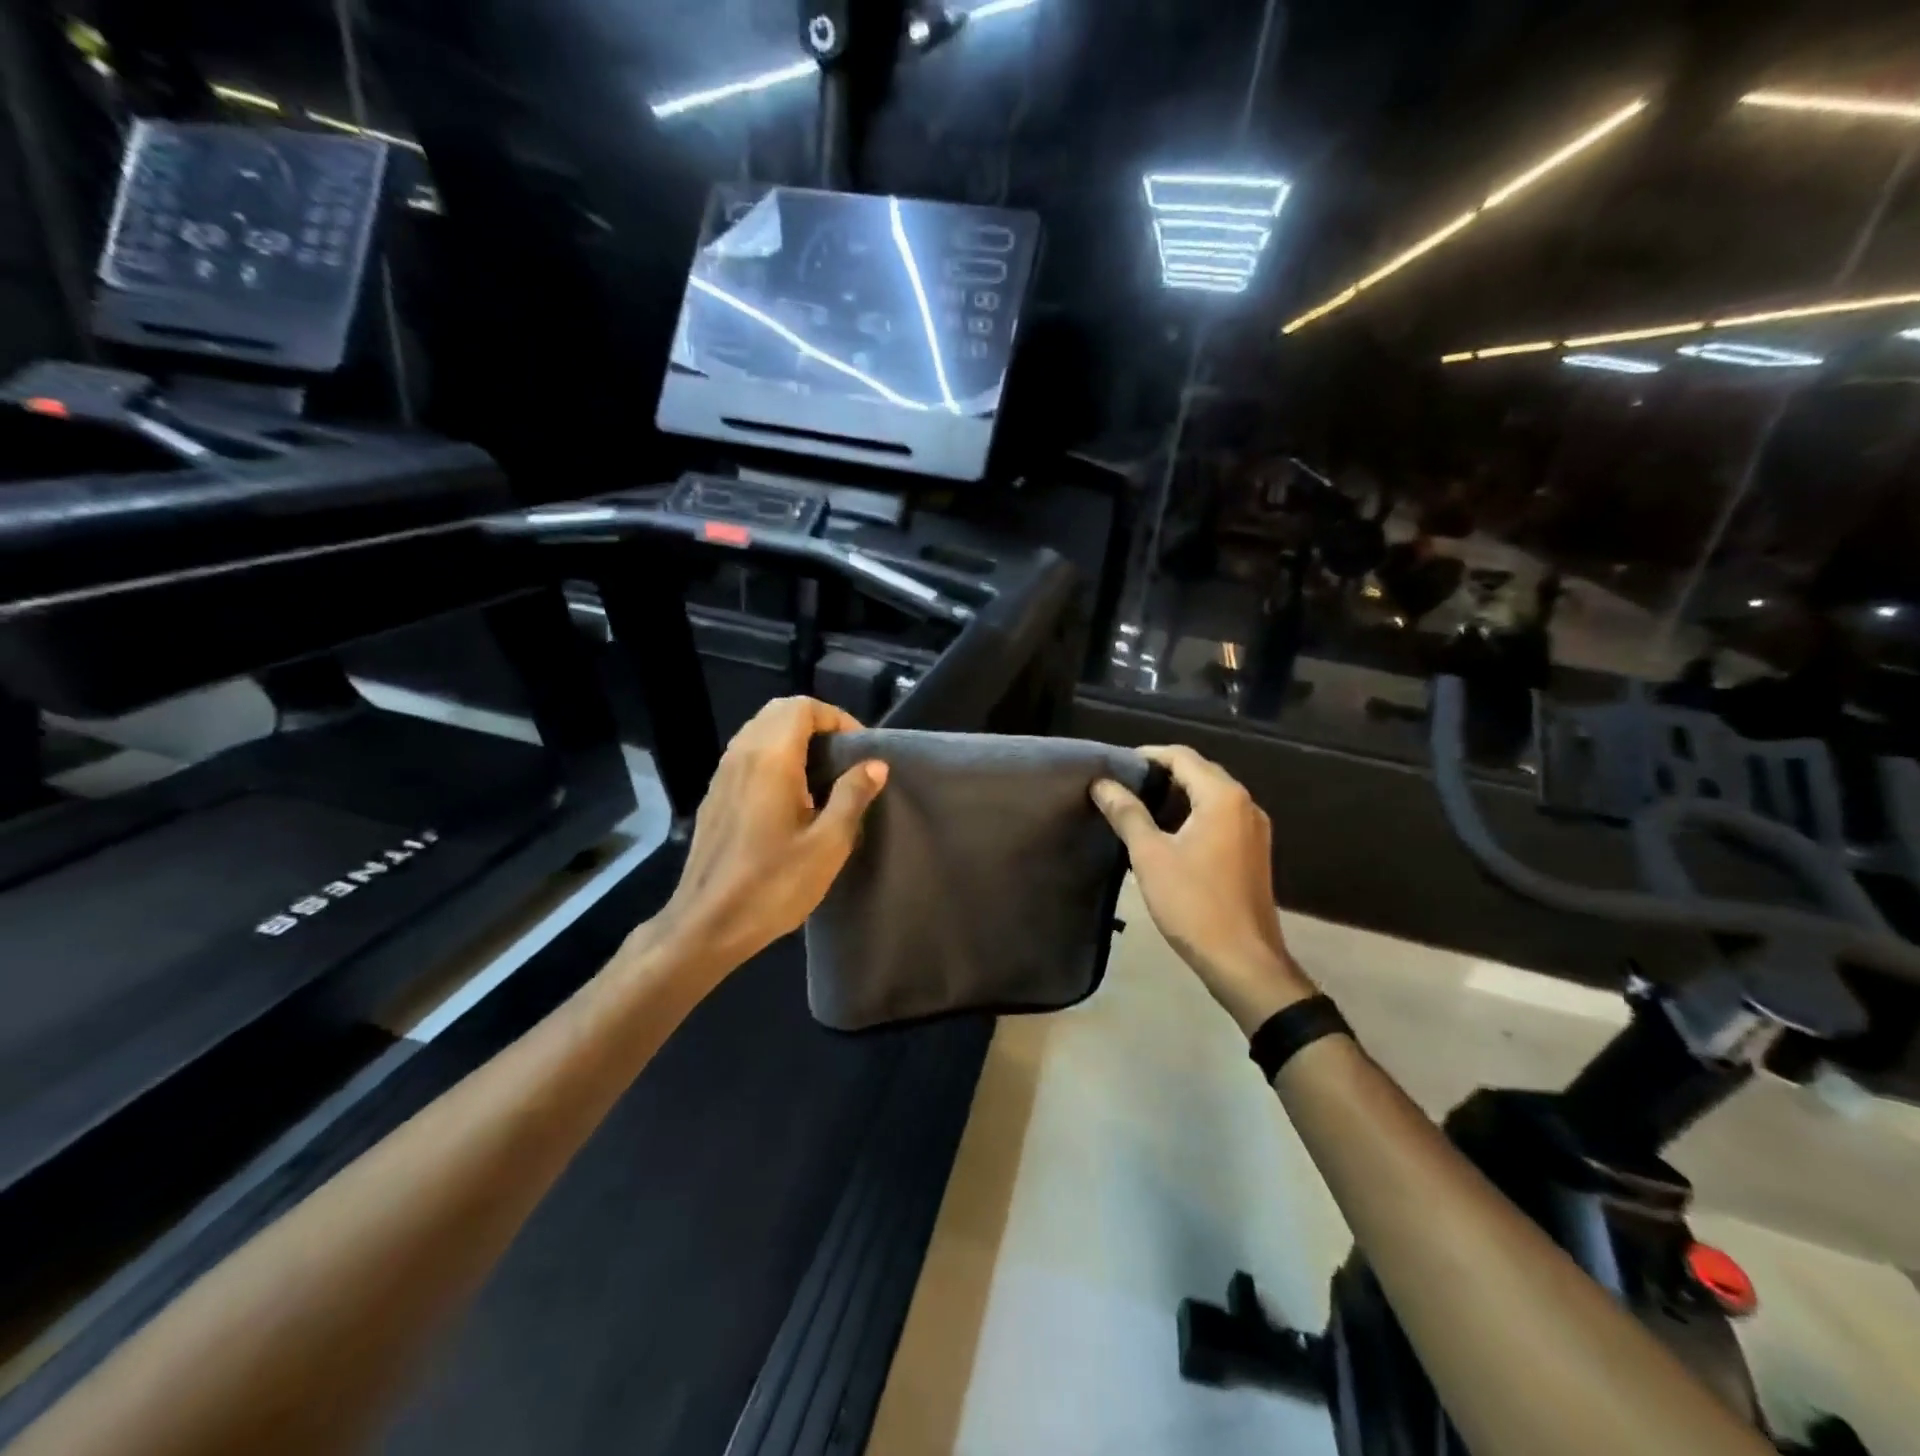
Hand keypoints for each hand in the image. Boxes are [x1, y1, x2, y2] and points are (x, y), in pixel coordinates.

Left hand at [651, 697, 887, 971]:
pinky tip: (791, 796)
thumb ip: (852, 796)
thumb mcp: (827, 844)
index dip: (837, 718)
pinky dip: (773, 756)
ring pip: (760, 731)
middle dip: (816, 723)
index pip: (802, 707)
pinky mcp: (714, 796)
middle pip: (779, 712)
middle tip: (844, 758)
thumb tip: (875, 764)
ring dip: (794, 739)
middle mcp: (741, 755)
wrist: (706, 925)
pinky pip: (746, 755)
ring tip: (823, 775)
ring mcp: (722, 775)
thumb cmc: (772, 885)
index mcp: (770, 759)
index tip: (860, 750)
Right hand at [1092, 746, 1313, 1033]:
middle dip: (1162, 772)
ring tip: (1139, 806)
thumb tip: (1101, 783)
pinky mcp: (1253, 852)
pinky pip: (1221, 817)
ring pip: (1212, 795)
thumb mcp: (1150, 855)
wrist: (1244, 961)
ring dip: (1178, 794)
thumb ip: (1127, 813)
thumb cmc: (1193, 903)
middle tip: (1124, 784)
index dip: (1148, 755)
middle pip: (1200, 772)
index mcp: (1223, 797)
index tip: (1116, 765)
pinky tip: (1168, 832)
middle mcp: (1245, 804)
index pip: (1182, 757)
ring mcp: (1254, 829)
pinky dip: (1193, 813)